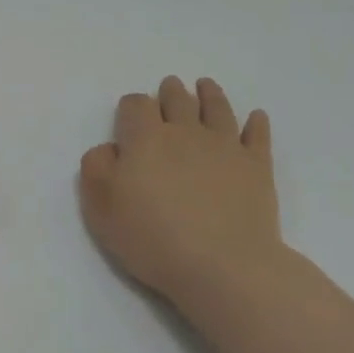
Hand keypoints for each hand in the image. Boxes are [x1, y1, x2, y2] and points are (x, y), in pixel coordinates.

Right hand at [79, 76, 283, 310]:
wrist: (223, 266)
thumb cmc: (153, 238)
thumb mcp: (101, 207)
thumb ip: (96, 168)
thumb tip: (110, 148)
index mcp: (146, 139)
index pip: (136, 105)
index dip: (131, 106)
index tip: (129, 116)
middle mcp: (186, 132)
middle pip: (178, 99)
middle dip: (170, 92)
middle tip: (170, 87)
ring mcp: (226, 146)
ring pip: (217, 108)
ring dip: (210, 94)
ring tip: (205, 86)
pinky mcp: (257, 167)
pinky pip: (257, 135)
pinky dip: (256, 123)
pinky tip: (255, 117)